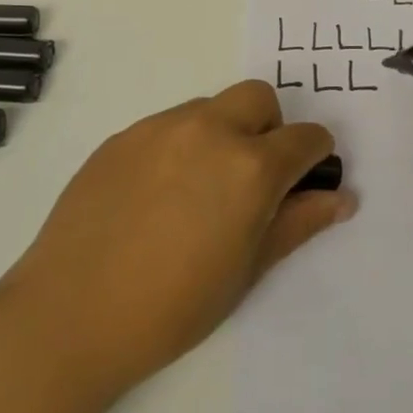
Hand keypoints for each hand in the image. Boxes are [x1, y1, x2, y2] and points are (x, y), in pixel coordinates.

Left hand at [0, 82, 354, 398]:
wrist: (71, 314)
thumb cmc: (173, 306)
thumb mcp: (247, 270)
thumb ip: (298, 224)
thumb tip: (341, 198)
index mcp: (250, 166)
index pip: (305, 137)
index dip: (314, 157)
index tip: (305, 180)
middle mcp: (208, 130)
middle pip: (258, 98)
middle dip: (270, 127)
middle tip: (252, 178)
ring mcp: (159, 128)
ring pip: (210, 108)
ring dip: (222, 133)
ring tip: (198, 190)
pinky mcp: (121, 136)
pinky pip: (167, 125)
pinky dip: (180, 145)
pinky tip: (157, 195)